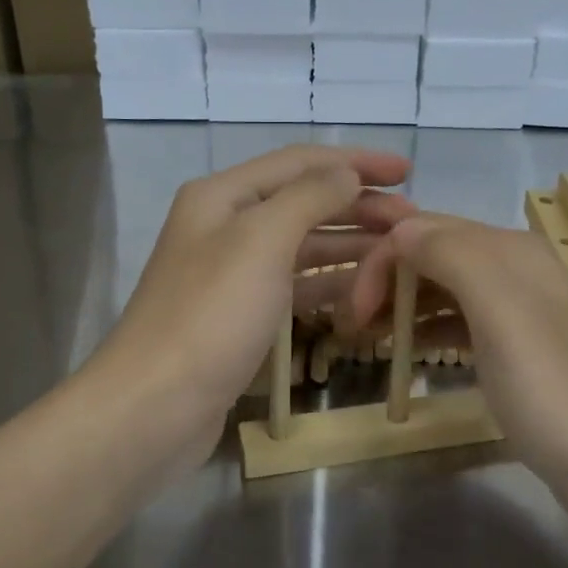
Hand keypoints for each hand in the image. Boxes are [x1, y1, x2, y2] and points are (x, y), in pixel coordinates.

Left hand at [87, 145, 414, 471]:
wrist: (155, 405)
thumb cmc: (211, 315)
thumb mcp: (262, 241)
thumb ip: (309, 197)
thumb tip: (346, 173)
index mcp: (222, 196)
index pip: (300, 162)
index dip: (355, 162)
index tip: (407, 172)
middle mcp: (225, 226)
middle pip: (302, 202)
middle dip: (357, 206)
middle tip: (411, 222)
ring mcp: (231, 274)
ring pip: (300, 246)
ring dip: (348, 245)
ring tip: (397, 254)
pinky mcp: (239, 317)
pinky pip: (292, 287)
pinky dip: (327, 284)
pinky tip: (361, 290)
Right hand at [347, 211, 567, 538]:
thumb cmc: (555, 391)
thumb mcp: (502, 313)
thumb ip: (452, 256)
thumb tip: (399, 228)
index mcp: (509, 251)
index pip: (423, 230)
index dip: (381, 262)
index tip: (354, 313)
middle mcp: (514, 270)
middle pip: (432, 255)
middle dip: (386, 280)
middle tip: (352, 325)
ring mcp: (518, 313)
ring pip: (443, 289)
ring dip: (401, 304)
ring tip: (366, 338)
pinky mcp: (518, 352)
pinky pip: (460, 323)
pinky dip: (428, 330)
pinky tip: (408, 351)